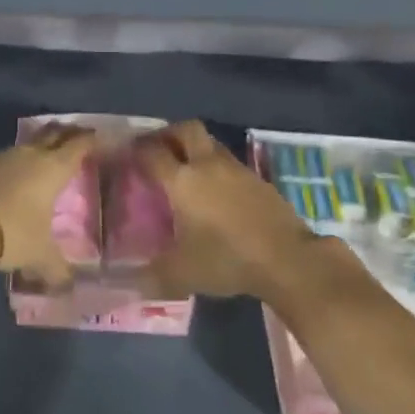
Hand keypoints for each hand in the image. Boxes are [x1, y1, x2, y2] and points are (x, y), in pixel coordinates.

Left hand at [0, 122, 96, 287]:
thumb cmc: (12, 231)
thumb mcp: (39, 255)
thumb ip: (56, 268)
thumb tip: (68, 286)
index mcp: (53, 168)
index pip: (77, 145)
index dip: (89, 140)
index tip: (97, 137)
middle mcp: (31, 155)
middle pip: (53, 133)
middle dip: (66, 132)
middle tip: (77, 135)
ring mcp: (4, 157)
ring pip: (29, 144)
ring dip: (40, 146)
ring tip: (47, 156)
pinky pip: (9, 157)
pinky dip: (19, 162)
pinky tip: (18, 175)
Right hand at [130, 121, 340, 302]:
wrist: (287, 258)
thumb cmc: (227, 260)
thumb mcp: (182, 274)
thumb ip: (152, 276)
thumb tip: (130, 283)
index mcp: (182, 181)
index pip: (152, 152)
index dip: (136, 150)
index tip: (127, 154)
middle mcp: (207, 165)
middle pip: (186, 129)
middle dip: (168, 134)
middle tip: (158, 150)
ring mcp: (236, 169)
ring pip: (210, 143)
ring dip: (195, 149)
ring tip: (186, 171)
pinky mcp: (258, 180)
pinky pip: (230, 163)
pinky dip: (217, 168)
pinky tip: (216, 192)